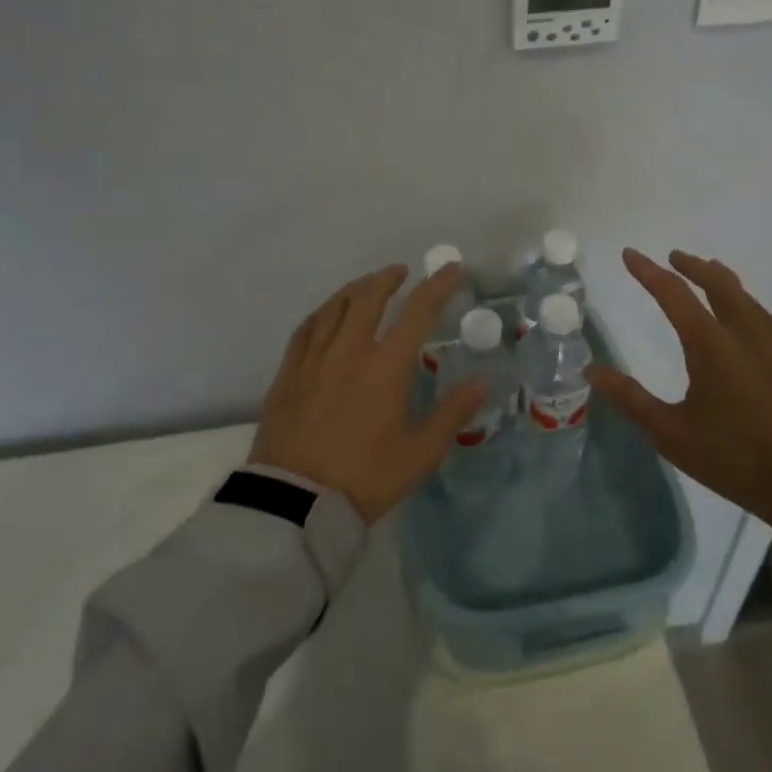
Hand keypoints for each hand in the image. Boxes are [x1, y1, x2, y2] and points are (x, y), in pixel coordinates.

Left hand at [251, 262, 485, 521]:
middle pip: (369, 297)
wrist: (295, 503)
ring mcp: (314, 359)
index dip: (437, 286)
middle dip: (388, 278)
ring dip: (356, 289)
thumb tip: (483, 380)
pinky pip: (306, 328)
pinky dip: (324, 311)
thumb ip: (453, 412)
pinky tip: (328, 313)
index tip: (451, 268)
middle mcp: (349, 350)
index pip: (417, 312)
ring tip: (368, 286)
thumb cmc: (365, 478)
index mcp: (385, 366)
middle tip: (401, 272)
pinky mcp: (288, 373)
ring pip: (335, 306)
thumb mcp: (420, 453)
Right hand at [587, 248, 771, 525]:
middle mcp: (746, 333)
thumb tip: (591, 371)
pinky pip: (763, 315)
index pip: (674, 294)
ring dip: (720, 280)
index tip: (629, 254)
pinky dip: (743, 301)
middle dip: (692, 266)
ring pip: (745, 296)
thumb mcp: (672, 434)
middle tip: (673, 257)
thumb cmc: (735, 459)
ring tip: (708, 274)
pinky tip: (745, 316)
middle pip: (718, 283)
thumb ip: (630, 399)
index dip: (648, 272)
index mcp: (712, 344)